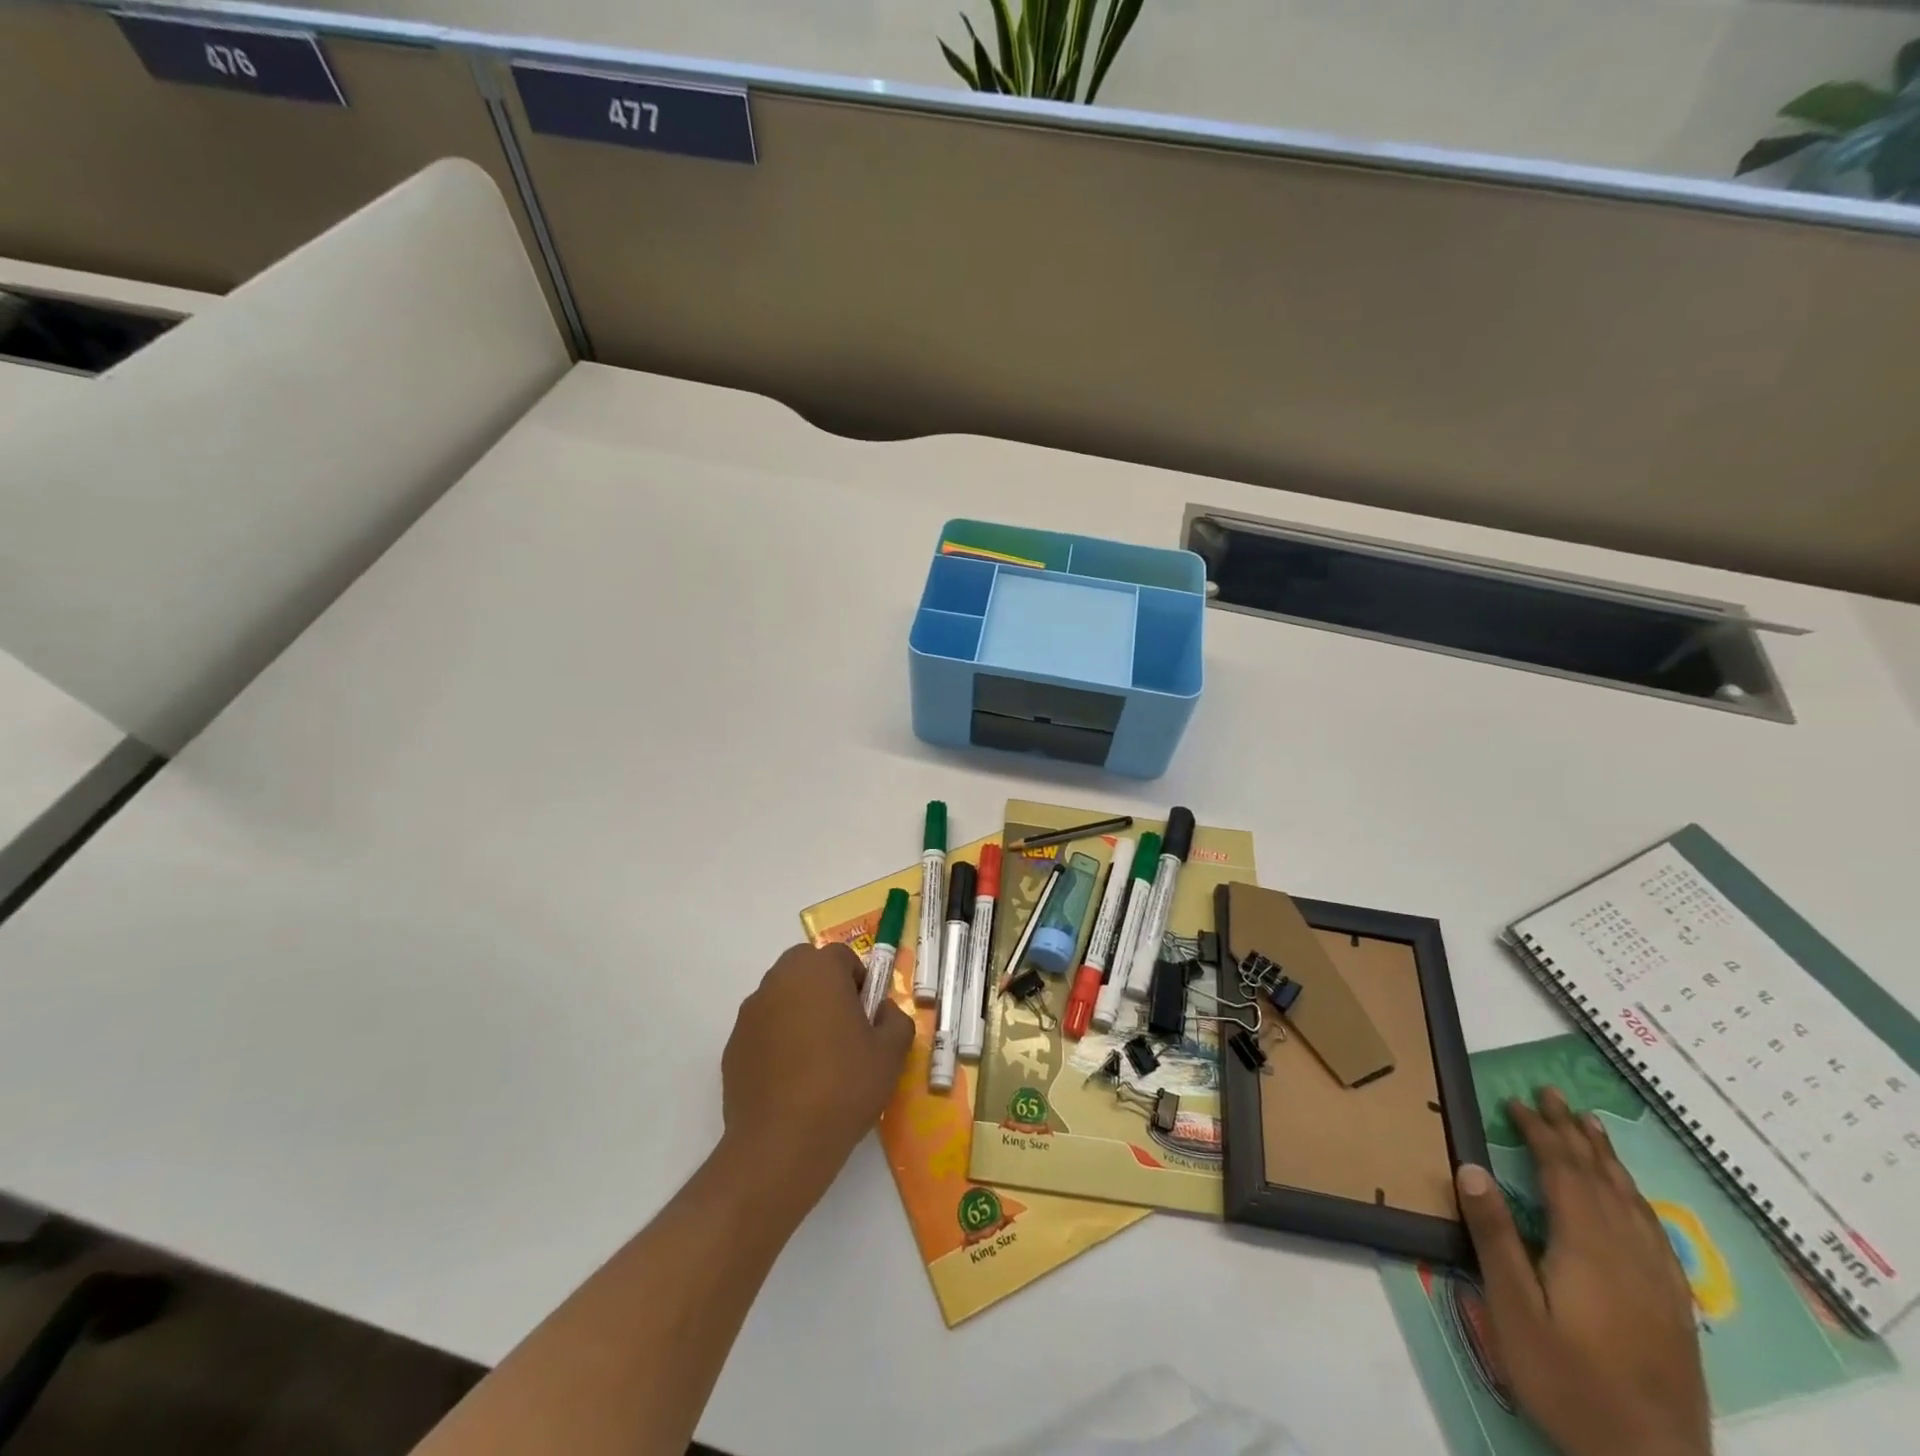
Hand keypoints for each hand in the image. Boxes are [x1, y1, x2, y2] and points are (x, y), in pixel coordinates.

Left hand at [720, 943, 913, 1208]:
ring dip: (801, 1013)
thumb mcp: (891, 1054)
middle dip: (827, 990)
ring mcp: (750, 1014)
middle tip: (845, 1031)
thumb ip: (895, 1020)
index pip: (842, 957)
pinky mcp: (732, 1046)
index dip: (860, 982)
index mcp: (817, 971)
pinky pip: (764, 1030)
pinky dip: (778, 1042)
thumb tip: (882, 1011)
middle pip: (807, 969)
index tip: (868, 1018)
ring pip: (783, 998)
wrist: (781, 1146)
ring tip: (818, 1061)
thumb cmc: (843, 1087)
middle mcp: (778, 981)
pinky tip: (792, 1082)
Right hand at [1455, 1087, 1709, 1455]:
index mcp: (1587, 1246)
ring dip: (1607, 1158)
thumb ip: (1494, 1235)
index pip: (1562, 1171)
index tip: (1514, 1101)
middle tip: (1553, 1094)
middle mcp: (1628, 1252)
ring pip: (1632, 1200)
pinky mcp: (1673, 1305)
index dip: (1539, 1132)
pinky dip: (1636, 1198)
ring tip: (1591, 1126)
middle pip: (1600, 1177)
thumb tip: (1471, 1166)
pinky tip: (1631, 1198)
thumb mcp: (1512, 1308)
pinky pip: (1655, 1231)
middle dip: (1573, 1132)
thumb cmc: (1567, 1379)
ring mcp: (1658, 1280)